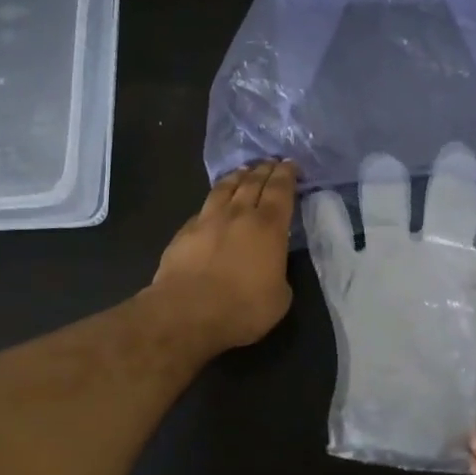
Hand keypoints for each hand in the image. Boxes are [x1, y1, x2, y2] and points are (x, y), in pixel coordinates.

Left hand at [148, 160, 296, 355]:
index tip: (290, 165)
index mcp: (269, 227)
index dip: (287, 175)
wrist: (186, 312)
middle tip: (271, 162)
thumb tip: (272, 267)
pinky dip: (215, 201)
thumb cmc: (242, 307)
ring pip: (225, 188)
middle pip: (253, 182)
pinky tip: (214, 204)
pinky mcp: (185, 231)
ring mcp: (208, 219)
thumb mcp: (279, 297)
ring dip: (238, 176)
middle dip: (264, 169)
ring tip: (244, 171)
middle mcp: (239, 214)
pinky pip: (204, 207)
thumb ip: (279, 274)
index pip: (280, 190)